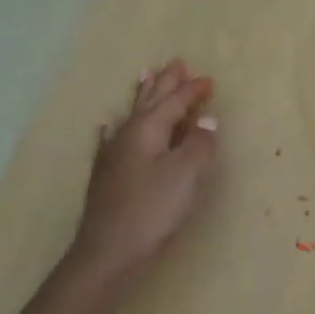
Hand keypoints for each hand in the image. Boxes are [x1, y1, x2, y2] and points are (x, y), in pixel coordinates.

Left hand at [71, 61, 219, 283]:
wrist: (107, 251)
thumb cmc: (152, 210)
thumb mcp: (185, 175)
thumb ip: (199, 144)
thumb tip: (207, 120)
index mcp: (149, 130)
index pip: (174, 102)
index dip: (192, 91)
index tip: (209, 80)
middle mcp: (128, 134)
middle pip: (150, 100)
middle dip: (165, 82)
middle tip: (175, 62)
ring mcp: (113, 153)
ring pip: (131, 114)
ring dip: (142, 95)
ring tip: (145, 76)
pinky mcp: (106, 174)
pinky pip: (111, 138)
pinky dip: (114, 126)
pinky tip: (107, 124)